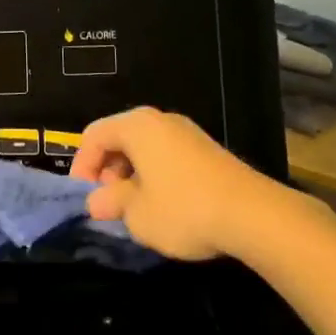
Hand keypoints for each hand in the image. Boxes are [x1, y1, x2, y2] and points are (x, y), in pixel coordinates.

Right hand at [73, 107, 288, 260]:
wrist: (253, 214)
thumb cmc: (184, 209)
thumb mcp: (137, 214)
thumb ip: (111, 203)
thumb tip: (96, 201)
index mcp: (136, 126)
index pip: (94, 136)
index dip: (82, 166)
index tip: (85, 198)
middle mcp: (159, 120)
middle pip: (119, 138)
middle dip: (108, 171)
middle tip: (110, 204)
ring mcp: (186, 132)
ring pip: (144, 147)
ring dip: (132, 175)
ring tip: (137, 209)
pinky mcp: (206, 150)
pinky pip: (166, 155)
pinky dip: (155, 175)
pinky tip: (164, 205)